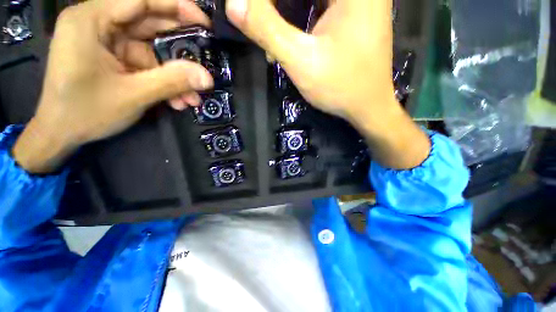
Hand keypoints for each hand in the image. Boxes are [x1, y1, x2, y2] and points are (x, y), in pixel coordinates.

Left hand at [13, 0, 213, 173]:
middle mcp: (98, 24)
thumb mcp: (133, 95)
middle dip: (180, 50)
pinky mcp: (114, 58)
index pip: (141, 0)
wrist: (61, 134)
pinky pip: (146, 65)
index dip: (177, 7)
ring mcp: (107, 42)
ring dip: (175, 76)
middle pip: (149, 25)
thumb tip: (208, 78)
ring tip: (193, 97)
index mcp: (91, 20)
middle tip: (205, 63)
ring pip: (152, 50)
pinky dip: (164, 82)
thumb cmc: (85, 112)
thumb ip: (172, 82)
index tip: (205, 23)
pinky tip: (178, 100)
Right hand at [226, 0, 430, 168]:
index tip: (254, 16)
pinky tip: (292, 43)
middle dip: (277, 9)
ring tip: (274, 44)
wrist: (368, 107)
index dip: (269, 2)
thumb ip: (267, 29)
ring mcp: (359, 0)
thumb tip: (233, 3)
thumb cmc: (340, 87)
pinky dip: (301, 20)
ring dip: (286, 15)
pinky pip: (320, 7)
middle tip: (261, 28)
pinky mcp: (355, 14)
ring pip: (311, 0)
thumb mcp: (301, 60)